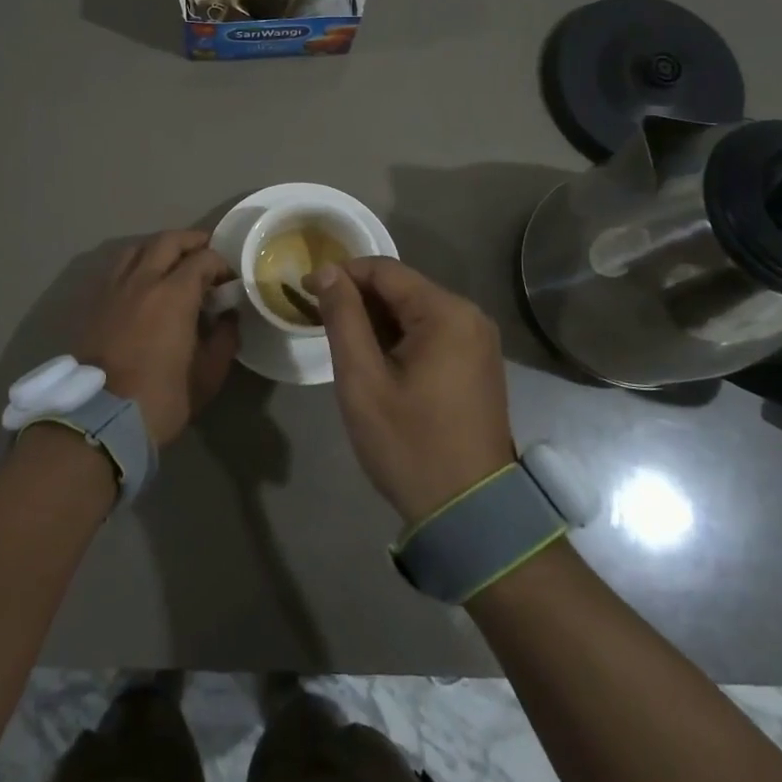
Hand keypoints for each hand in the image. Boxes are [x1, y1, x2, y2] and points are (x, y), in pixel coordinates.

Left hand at [75, 230, 239, 446]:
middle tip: (206, 254)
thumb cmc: (160, 398)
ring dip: (159, 248)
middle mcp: (142, 280)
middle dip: (191, 241)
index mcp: (174, 293)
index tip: (229, 281)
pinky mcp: (93, 303)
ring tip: (172, 263)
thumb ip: (224, 340)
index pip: (203, 258)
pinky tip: (142, 283)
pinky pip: (116, 268)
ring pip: (136, 248)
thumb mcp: (207, 376)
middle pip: (168, 240)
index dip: (221, 264)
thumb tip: (228, 318)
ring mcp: (113, 289)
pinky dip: (135, 264)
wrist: (98, 419)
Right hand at [305, 257, 514, 523]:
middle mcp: (470, 315)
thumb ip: (343, 318)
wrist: (469, 512)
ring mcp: (478, 340)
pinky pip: (431, 333)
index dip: (341, 274)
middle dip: (358, 299)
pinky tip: (375, 360)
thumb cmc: (409, 444)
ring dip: (377, 320)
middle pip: (402, 288)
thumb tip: (326, 271)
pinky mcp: (477, 362)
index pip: (384, 270)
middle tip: (318, 322)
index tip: (304, 292)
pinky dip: (399, 338)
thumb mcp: (363, 381)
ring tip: (342, 344)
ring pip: (415, 311)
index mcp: (446, 312)